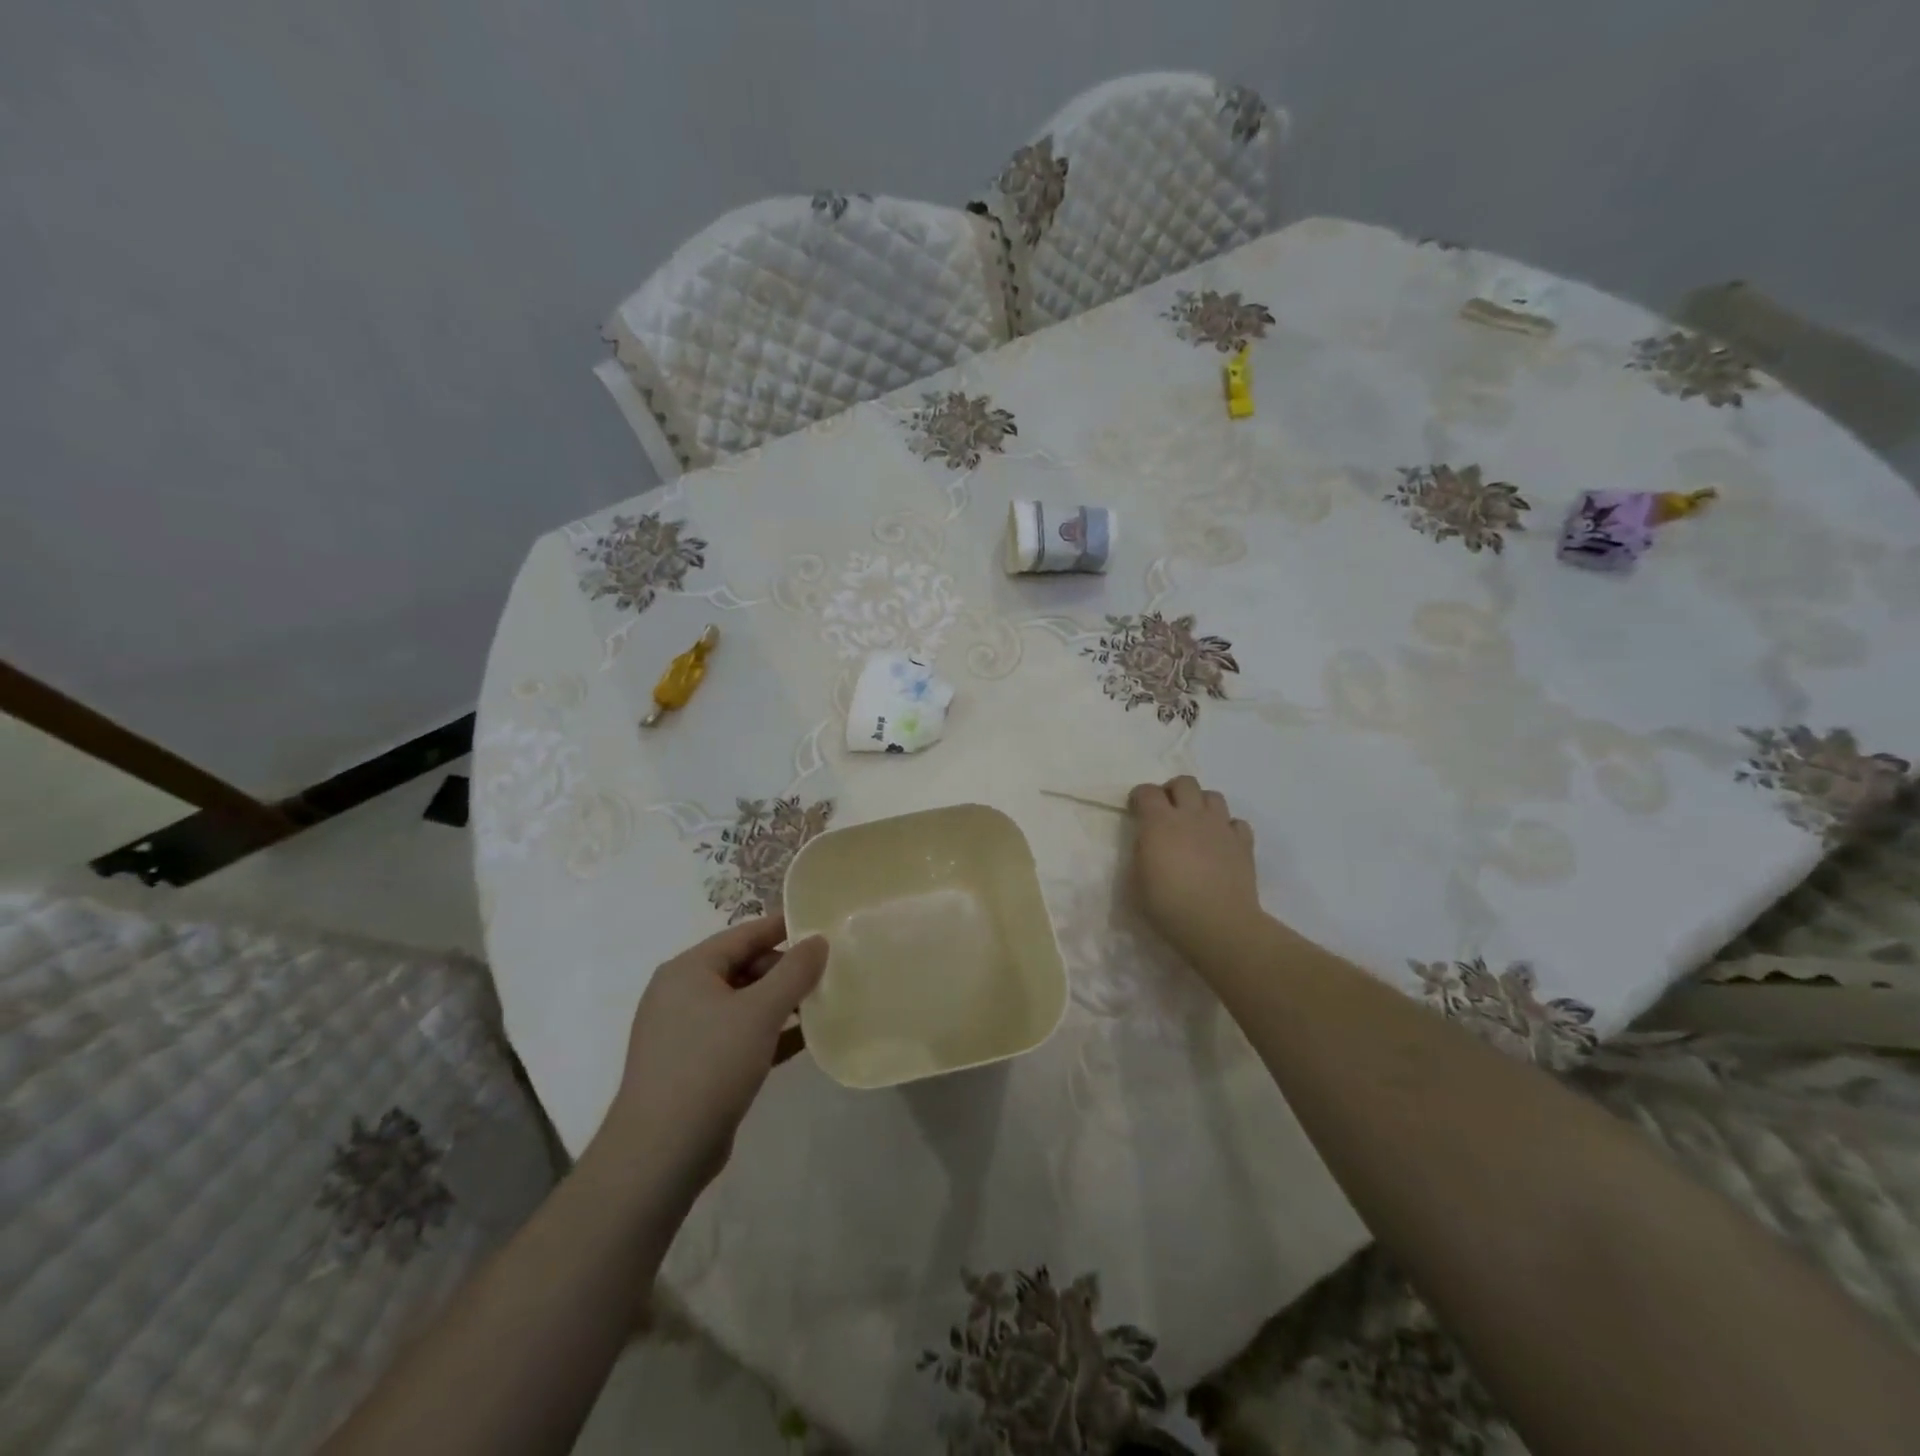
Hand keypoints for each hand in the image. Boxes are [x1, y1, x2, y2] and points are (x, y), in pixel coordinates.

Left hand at [602, 916, 826, 1189]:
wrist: (660, 1152)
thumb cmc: (710, 1065)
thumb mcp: (760, 1012)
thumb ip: (794, 971)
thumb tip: (818, 940)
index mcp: (689, 969)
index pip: (744, 934)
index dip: (783, 927)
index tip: (822, 926)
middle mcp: (681, 993)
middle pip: (743, 967)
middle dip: (785, 970)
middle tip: (827, 974)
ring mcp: (685, 1032)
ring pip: (742, 1003)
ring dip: (780, 1003)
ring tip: (822, 1004)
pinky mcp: (694, 1066)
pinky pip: (738, 1035)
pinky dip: (768, 1033)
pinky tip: (804, 1040)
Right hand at [1128, 776, 1260, 965]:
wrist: (1217, 924)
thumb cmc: (1167, 904)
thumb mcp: (1135, 879)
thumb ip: (1141, 851)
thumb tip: (1147, 842)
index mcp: (1159, 822)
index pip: (1146, 791)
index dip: (1139, 798)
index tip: (1135, 811)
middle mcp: (1191, 815)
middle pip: (1184, 782)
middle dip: (1173, 791)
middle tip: (1167, 812)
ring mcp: (1220, 827)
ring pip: (1213, 796)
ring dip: (1201, 804)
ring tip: (1195, 824)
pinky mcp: (1243, 843)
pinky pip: (1237, 822)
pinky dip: (1227, 828)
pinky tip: (1221, 844)